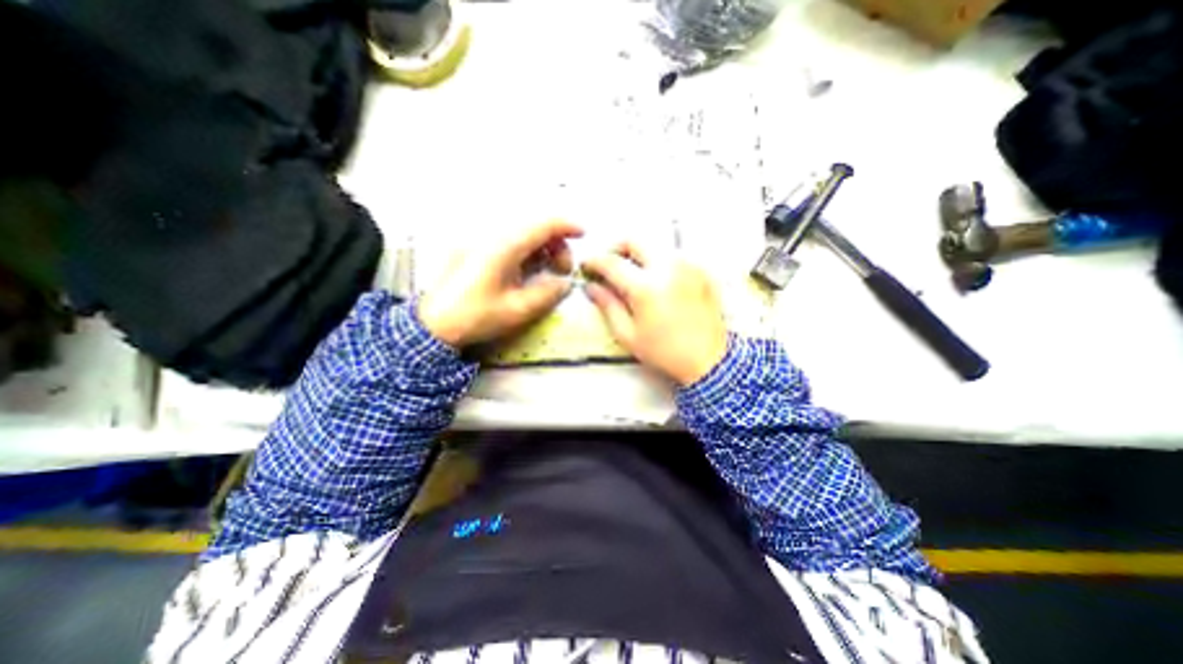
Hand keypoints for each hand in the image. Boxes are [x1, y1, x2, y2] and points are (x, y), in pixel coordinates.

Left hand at [418, 221, 582, 348]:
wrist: (434, 324)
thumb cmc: (476, 316)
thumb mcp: (517, 310)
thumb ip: (547, 293)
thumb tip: (566, 283)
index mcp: (504, 247)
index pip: (542, 225)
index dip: (566, 225)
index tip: (584, 233)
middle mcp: (493, 237)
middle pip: (534, 227)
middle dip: (557, 243)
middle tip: (564, 270)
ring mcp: (484, 242)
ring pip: (523, 234)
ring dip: (543, 247)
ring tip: (551, 271)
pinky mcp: (479, 250)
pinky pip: (511, 242)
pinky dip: (529, 251)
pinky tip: (532, 269)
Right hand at [582, 245, 731, 385]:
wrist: (708, 360)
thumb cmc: (664, 352)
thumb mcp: (628, 334)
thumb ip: (607, 305)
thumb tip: (591, 287)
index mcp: (646, 287)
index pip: (612, 262)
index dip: (594, 261)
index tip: (587, 266)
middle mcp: (668, 268)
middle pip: (634, 240)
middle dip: (616, 248)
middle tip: (610, 265)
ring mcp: (687, 266)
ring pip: (655, 246)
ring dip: (639, 255)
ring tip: (633, 275)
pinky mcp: (701, 270)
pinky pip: (673, 256)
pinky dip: (659, 262)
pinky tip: (658, 282)